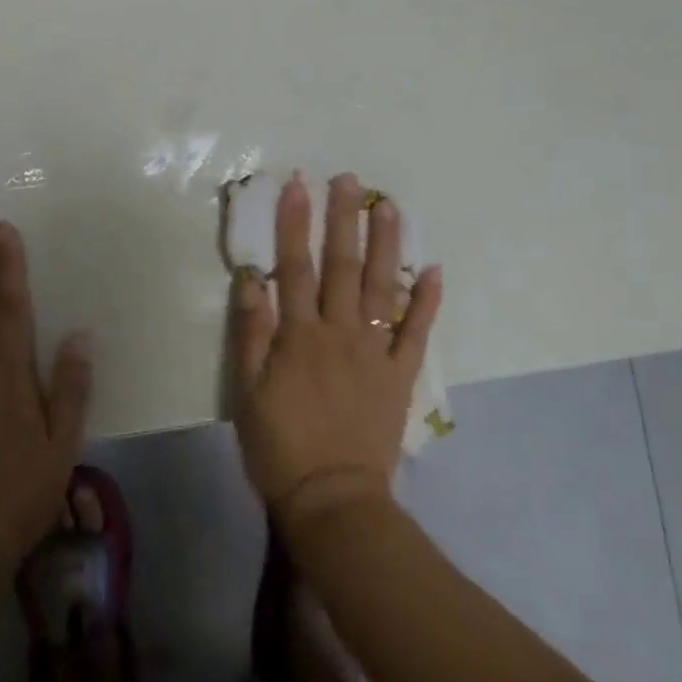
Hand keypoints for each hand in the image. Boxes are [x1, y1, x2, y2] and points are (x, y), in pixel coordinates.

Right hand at [230, 173, 443, 529]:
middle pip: (342, 266)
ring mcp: (374, 352)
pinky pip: (416, 333)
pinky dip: (426, 301)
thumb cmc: (279, 444)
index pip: (295, 266)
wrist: (333, 500)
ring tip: (389, 207)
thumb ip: (250, 332)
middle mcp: (339, 332)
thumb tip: (252, 278)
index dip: (295, 223)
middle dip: (344, 219)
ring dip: (386, 245)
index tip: (298, 185)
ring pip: (381, 288)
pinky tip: (434, 270)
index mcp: (299, 334)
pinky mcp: (398, 375)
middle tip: (349, 180)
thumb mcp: (247, 390)